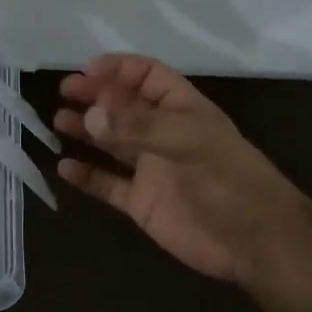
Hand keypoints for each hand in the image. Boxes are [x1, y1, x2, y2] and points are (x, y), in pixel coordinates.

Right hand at [55, 54, 307, 287]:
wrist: (254, 242)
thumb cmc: (228, 180)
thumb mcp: (189, 142)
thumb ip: (138, 127)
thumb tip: (90, 115)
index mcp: (182, 110)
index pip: (147, 76)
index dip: (118, 69)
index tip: (85, 70)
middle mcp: (163, 135)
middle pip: (123, 107)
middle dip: (95, 96)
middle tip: (64, 93)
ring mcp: (151, 169)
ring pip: (110, 143)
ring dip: (85, 131)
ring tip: (57, 122)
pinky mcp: (141, 202)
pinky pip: (107, 184)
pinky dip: (86, 175)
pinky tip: (64, 167)